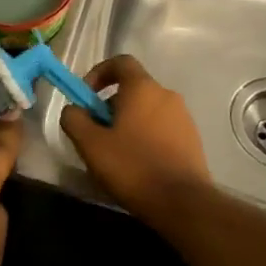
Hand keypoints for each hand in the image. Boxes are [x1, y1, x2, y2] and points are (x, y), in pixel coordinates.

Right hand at [59, 55, 211, 220]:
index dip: (99, 73)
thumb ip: (74, 118)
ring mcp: (183, 117)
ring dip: (128, 123)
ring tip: (115, 153)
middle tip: (96, 133)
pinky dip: (146, 137)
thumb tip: (74, 109)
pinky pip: (162, 128)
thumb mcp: (90, 143)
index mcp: (142, 88)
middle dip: (110, 105)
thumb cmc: (132, 166)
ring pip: (147, 110)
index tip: (87, 97)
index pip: (120, 62)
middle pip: (133, 88)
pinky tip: (137, 164)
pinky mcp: (192, 140)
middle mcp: (166, 95)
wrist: (183, 203)